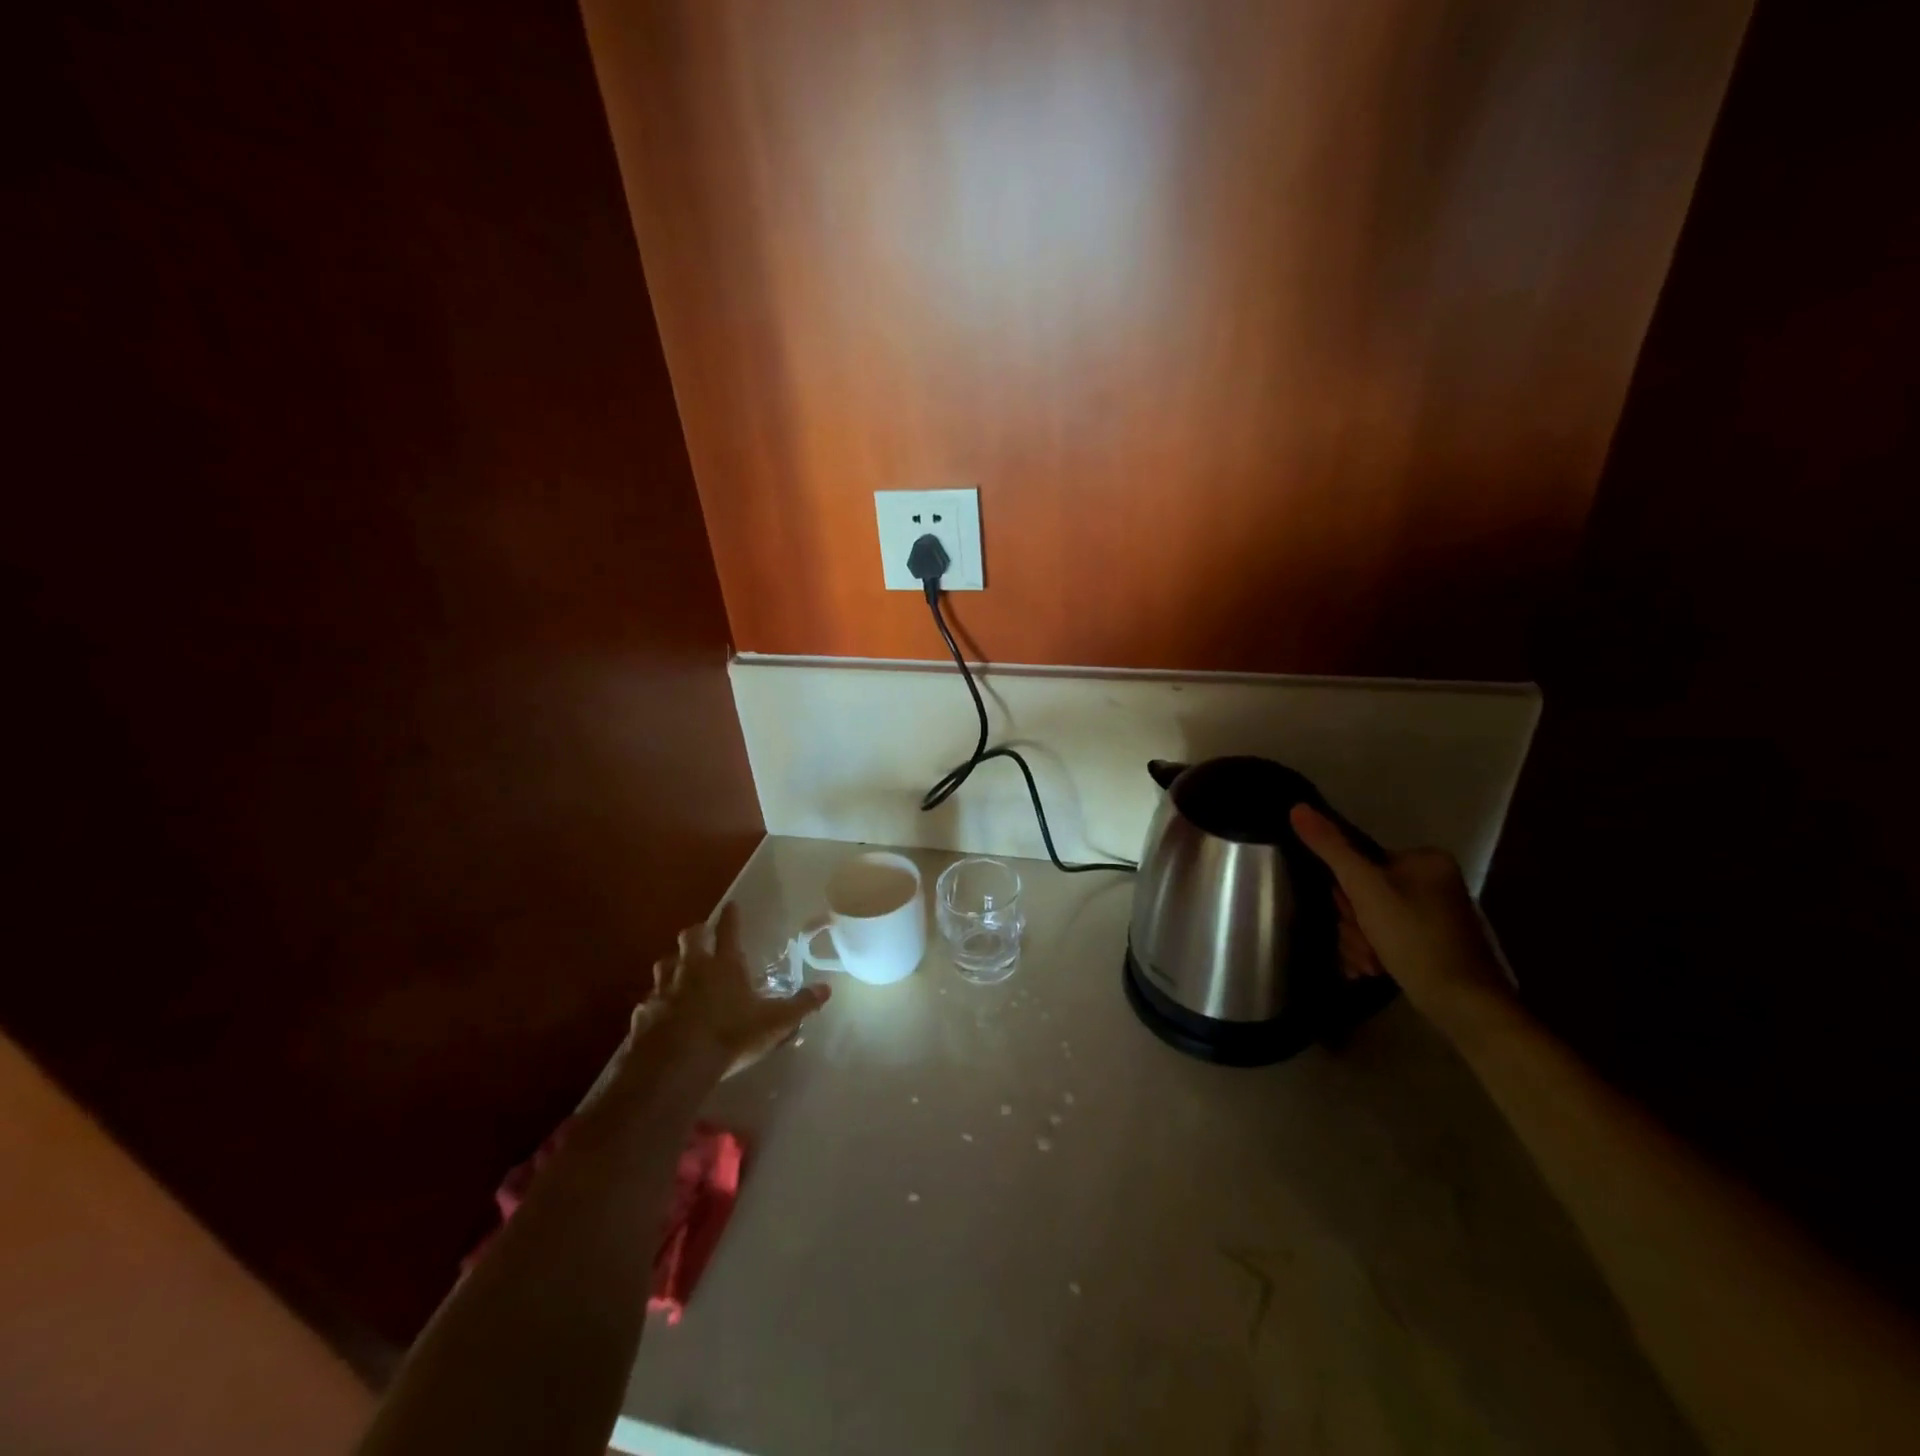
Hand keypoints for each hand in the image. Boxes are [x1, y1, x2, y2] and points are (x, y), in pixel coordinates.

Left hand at [646, 903, 829, 1075]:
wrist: (674, 1065)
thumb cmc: (730, 1036)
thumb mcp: (775, 1023)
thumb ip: (801, 1005)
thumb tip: (826, 989)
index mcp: (725, 965)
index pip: (729, 931)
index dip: (731, 917)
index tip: (731, 905)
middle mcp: (692, 969)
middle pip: (689, 937)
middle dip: (697, 933)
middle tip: (702, 936)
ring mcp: (663, 990)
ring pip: (664, 963)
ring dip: (672, 963)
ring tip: (679, 970)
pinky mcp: (642, 1014)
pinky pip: (649, 1000)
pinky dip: (656, 1002)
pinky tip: (660, 1013)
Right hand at [1290, 804, 1513, 1031]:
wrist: (1465, 1005)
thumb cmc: (1415, 938)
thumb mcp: (1365, 888)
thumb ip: (1331, 848)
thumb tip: (1297, 807)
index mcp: (1424, 860)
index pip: (1359, 863)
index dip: (1346, 892)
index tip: (1353, 914)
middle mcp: (1432, 883)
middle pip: (1364, 893)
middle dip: (1354, 924)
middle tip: (1365, 944)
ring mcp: (1434, 916)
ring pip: (1371, 920)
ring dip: (1360, 943)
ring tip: (1372, 964)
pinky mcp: (1432, 946)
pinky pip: (1386, 939)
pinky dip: (1374, 954)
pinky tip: (1375, 971)